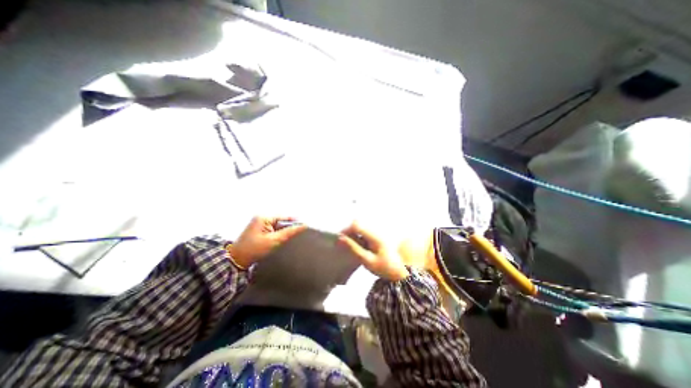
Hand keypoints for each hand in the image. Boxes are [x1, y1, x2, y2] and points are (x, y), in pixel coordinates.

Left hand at [229, 217, 303, 267]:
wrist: (236, 260)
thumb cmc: (254, 250)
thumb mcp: (274, 241)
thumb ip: (290, 232)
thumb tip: (303, 226)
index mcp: (264, 217)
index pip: (284, 217)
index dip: (295, 222)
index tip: (305, 225)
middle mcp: (261, 218)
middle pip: (281, 221)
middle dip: (287, 229)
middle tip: (294, 236)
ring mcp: (259, 224)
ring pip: (277, 226)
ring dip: (281, 233)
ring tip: (283, 240)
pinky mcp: (258, 230)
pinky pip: (272, 230)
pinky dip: (276, 235)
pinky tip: (277, 242)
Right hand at [337, 223, 406, 279]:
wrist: (403, 272)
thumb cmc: (385, 268)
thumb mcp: (367, 260)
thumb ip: (354, 248)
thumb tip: (341, 239)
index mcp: (374, 236)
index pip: (356, 225)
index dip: (346, 230)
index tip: (339, 239)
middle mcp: (377, 231)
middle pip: (359, 224)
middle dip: (349, 231)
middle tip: (343, 243)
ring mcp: (379, 233)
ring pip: (362, 227)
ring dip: (353, 233)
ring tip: (349, 245)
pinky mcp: (379, 236)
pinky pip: (366, 232)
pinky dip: (359, 236)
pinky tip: (358, 246)